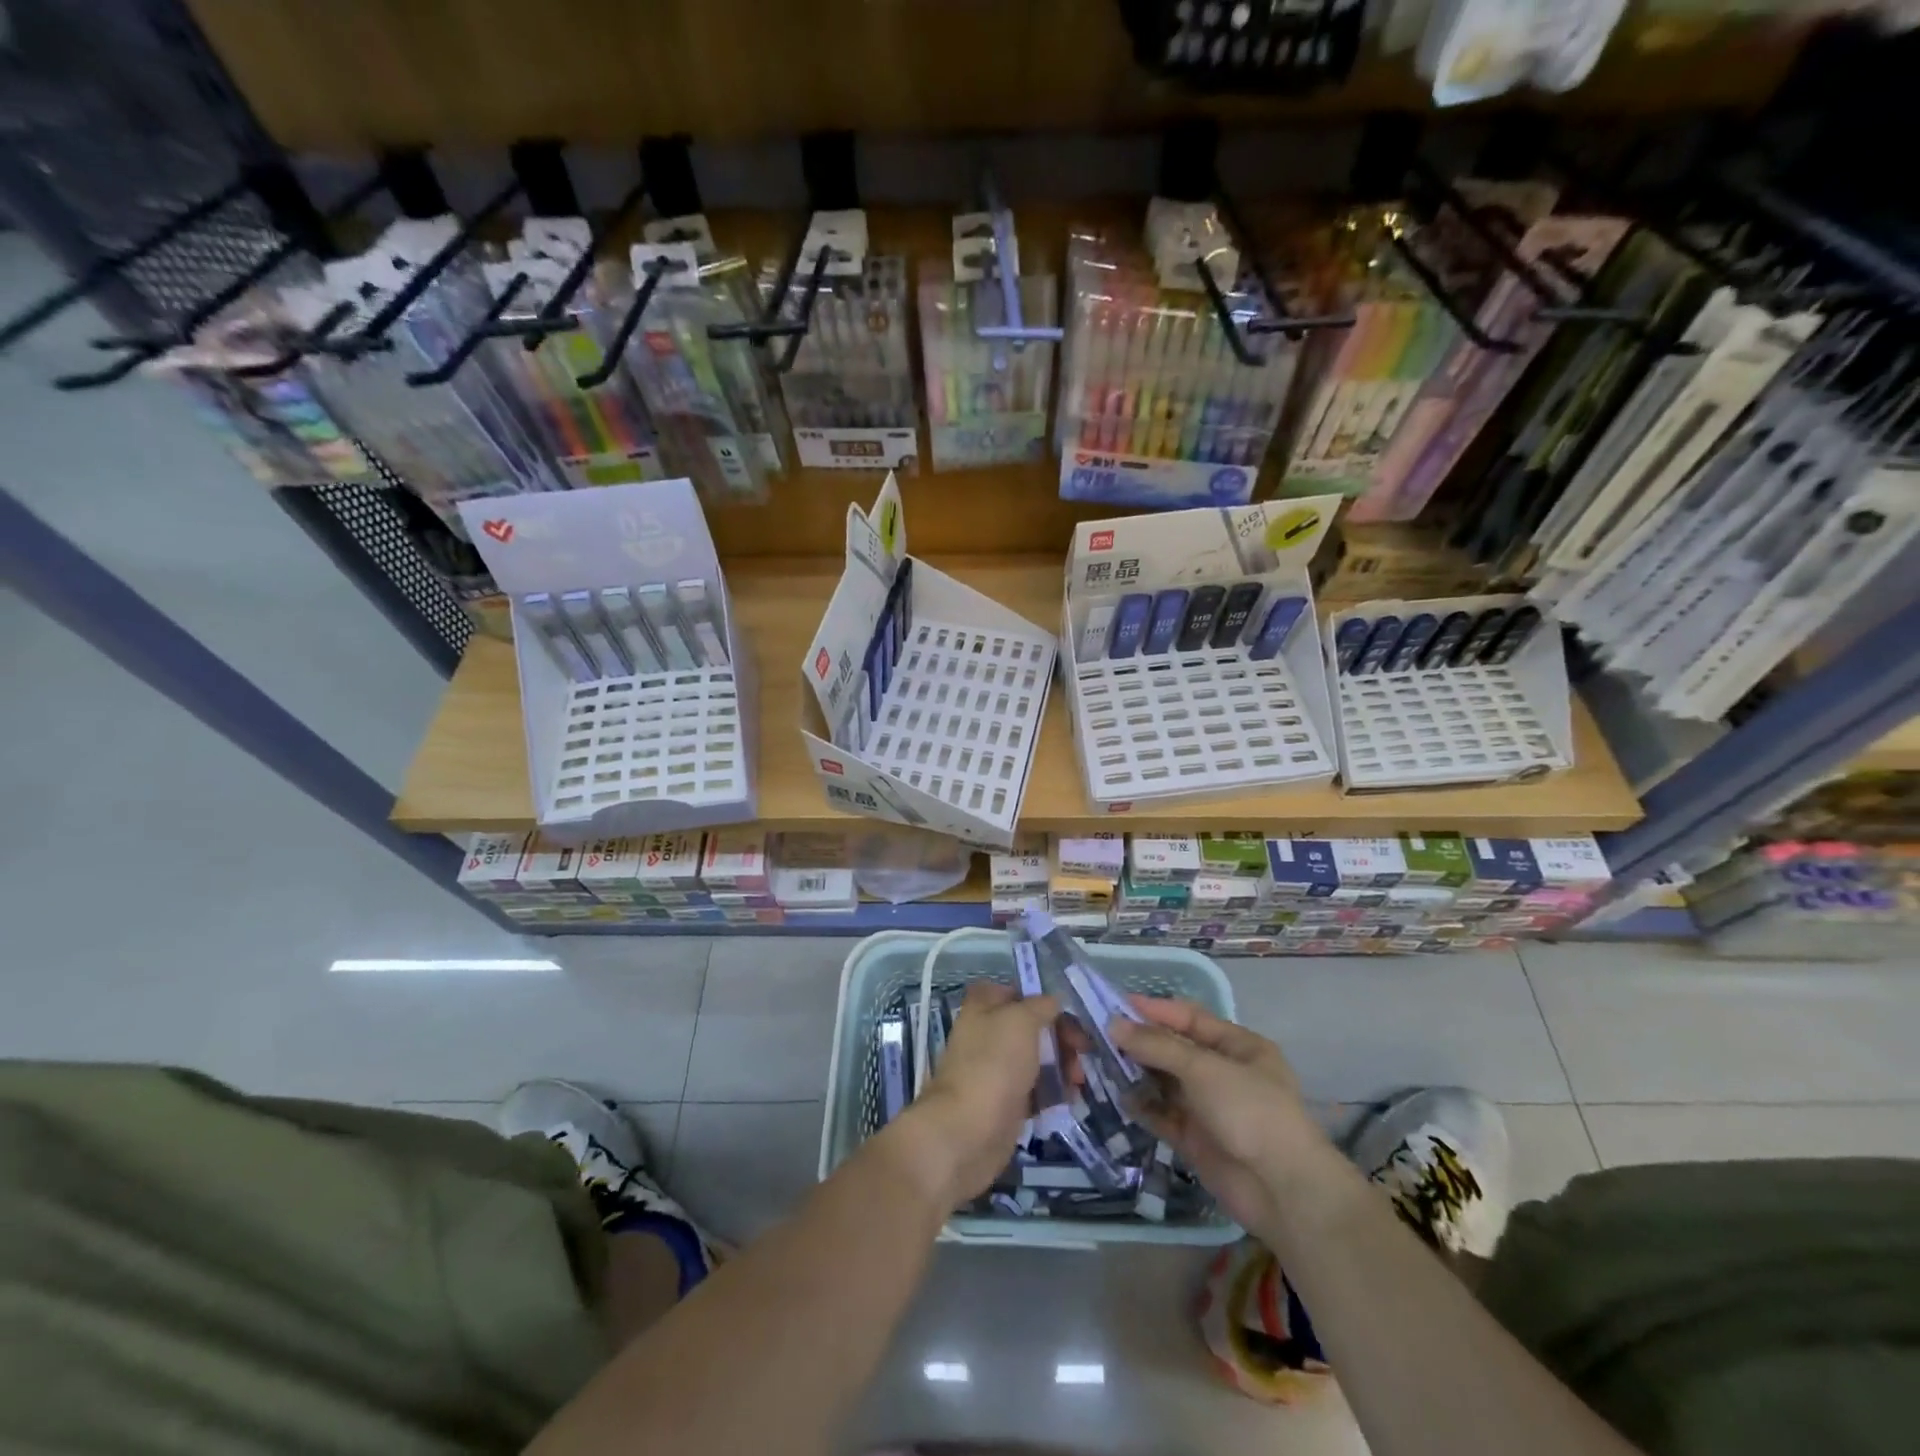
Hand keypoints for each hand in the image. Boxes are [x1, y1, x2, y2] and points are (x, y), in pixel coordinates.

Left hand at [889, 983, 1058, 1205]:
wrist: (967, 1131)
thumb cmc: (993, 1064)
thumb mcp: (1021, 1021)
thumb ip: (1041, 1006)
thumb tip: (1053, 1001)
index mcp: (983, 1006)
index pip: (1018, 992)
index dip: (1043, 1000)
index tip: (1067, 1015)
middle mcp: (988, 1033)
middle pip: (1032, 1027)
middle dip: (1061, 1037)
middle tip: (1083, 1052)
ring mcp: (996, 1069)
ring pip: (1036, 1058)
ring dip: (1062, 1065)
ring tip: (1077, 1081)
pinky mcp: (1006, 1101)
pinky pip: (1036, 1089)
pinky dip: (1053, 1091)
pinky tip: (1070, 1099)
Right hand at [1109, 999, 1328, 1233]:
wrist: (1283, 1192)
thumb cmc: (1250, 1112)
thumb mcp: (1204, 1069)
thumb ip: (1157, 1045)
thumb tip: (1114, 1024)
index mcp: (1238, 1046)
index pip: (1190, 1017)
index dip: (1155, 1010)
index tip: (1116, 1004)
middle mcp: (1223, 1072)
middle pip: (1174, 1049)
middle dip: (1141, 1042)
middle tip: (1099, 1034)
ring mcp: (1209, 1107)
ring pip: (1165, 1082)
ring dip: (1138, 1073)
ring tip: (1100, 1062)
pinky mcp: (1196, 1139)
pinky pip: (1163, 1115)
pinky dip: (1143, 1106)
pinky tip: (1119, 1097)